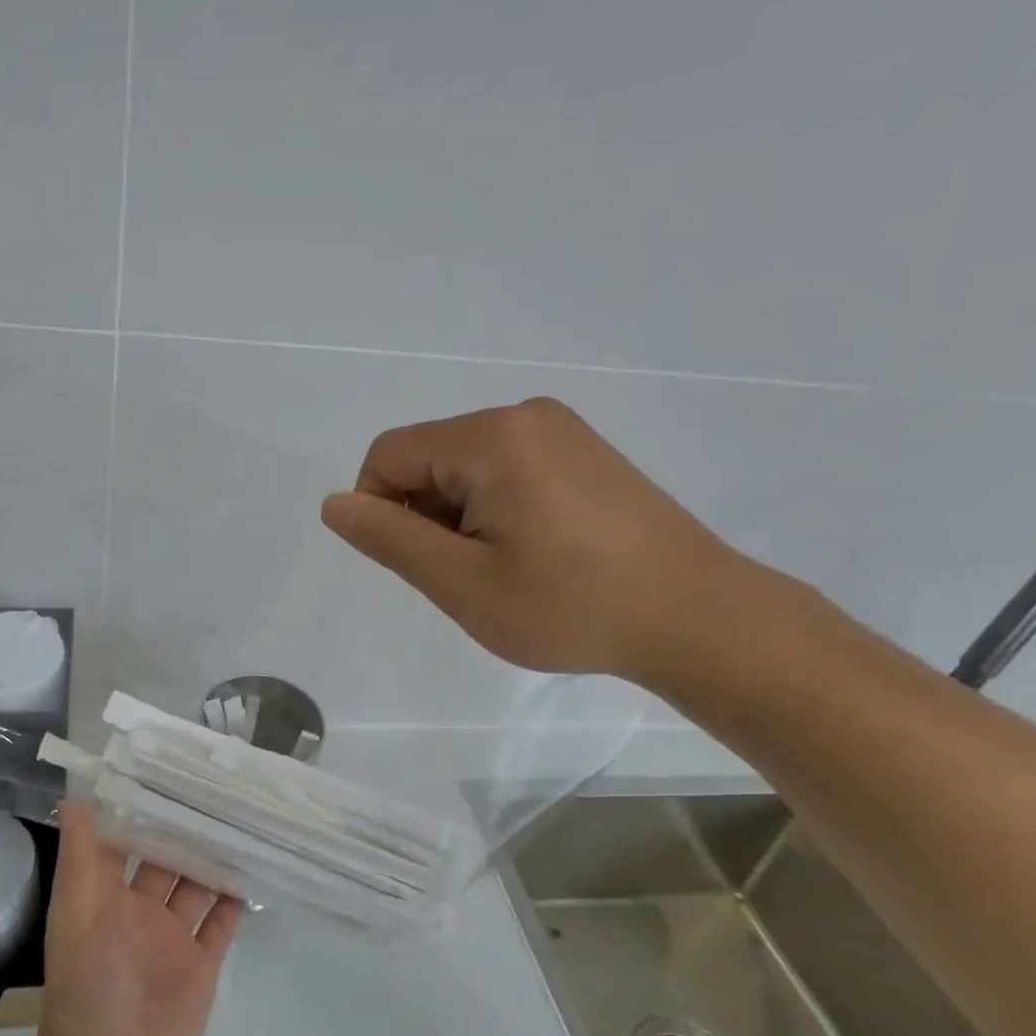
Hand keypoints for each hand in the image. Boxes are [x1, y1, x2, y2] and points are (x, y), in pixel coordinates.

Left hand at [31, 803, 243, 1035]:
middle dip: (186, 832)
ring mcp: (173, 938)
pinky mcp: (200, 965)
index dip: (140, 811)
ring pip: (197, 888)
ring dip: (213, 861)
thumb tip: (72, 799)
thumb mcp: (77, 912)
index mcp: (108, 896)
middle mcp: (141, 910)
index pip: (125, 842)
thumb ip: (79, 857)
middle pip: (167, 861)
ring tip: (240, 823)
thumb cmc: (88, 982)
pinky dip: (233, 902)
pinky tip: (251, 871)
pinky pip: (220, 926)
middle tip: (216, 791)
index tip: (165, 773)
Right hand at [320, 397, 747, 683]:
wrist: (699, 618)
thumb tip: (335, 505)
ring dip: (460, 518)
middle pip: (428, 458)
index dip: (377, 508)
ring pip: (466, 468)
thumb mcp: (462, 582)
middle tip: (466, 577)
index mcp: (491, 437)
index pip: (390, 454)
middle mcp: (524, 417)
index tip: (414, 563)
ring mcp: (561, 432)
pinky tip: (533, 555)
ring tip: (504, 571)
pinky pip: (507, 471)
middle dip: (425, 516)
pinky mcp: (584, 454)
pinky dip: (495, 511)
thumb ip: (389, 539)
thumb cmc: (571, 605)